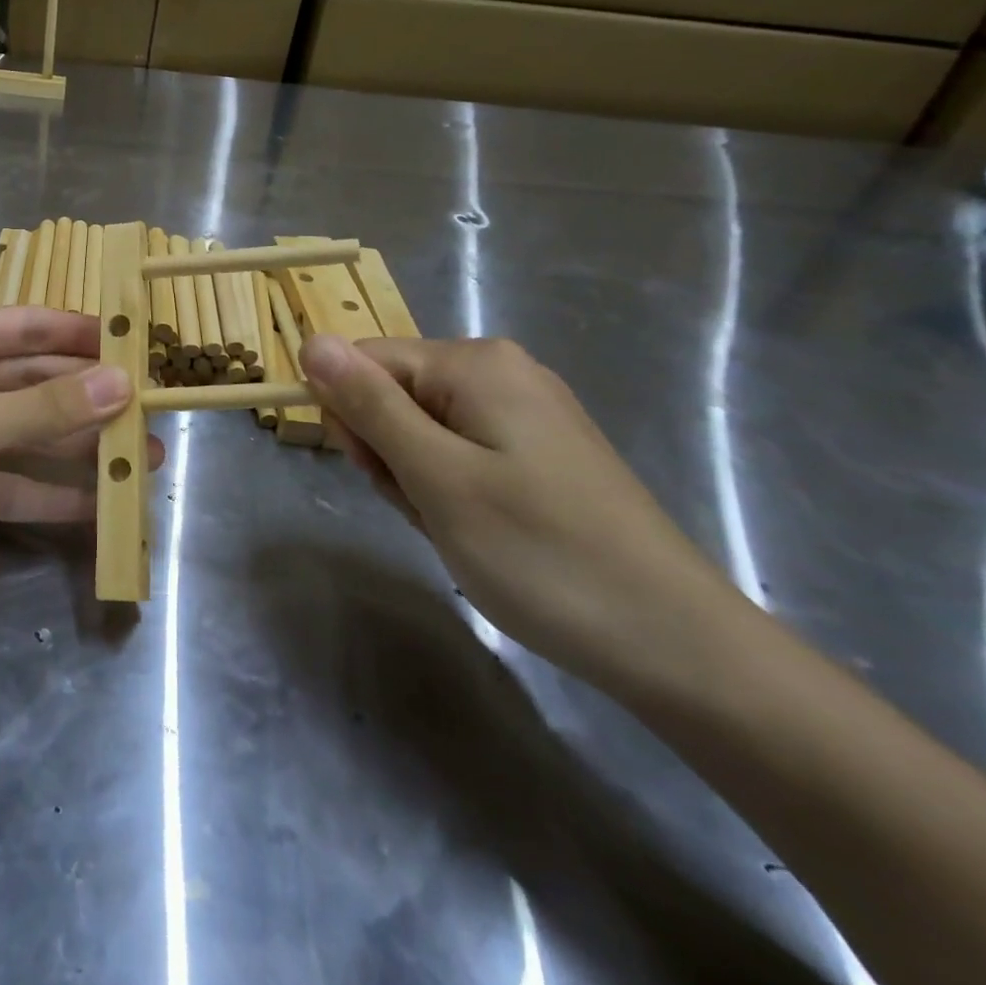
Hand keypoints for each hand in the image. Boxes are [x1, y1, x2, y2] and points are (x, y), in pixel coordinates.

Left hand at [0, 307, 159, 621]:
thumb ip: (41, 408)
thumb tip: (122, 383)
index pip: (23, 326)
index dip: (78, 333)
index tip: (135, 343)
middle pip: (28, 384)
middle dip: (86, 399)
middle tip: (149, 412)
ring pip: (22, 437)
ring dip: (77, 449)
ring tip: (141, 460)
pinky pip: (6, 484)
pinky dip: (45, 494)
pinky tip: (96, 505)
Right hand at [300, 334, 744, 683]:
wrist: (673, 643)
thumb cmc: (541, 555)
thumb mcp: (437, 477)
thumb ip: (370, 404)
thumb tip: (312, 341)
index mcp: (475, 363)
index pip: (363, 363)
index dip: (353, 419)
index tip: (381, 476)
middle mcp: (500, 371)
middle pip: (393, 395)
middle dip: (390, 455)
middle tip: (429, 509)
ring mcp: (524, 411)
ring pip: (421, 431)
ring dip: (418, 481)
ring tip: (457, 528)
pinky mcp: (538, 450)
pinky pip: (458, 454)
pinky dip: (450, 491)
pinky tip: (478, 530)